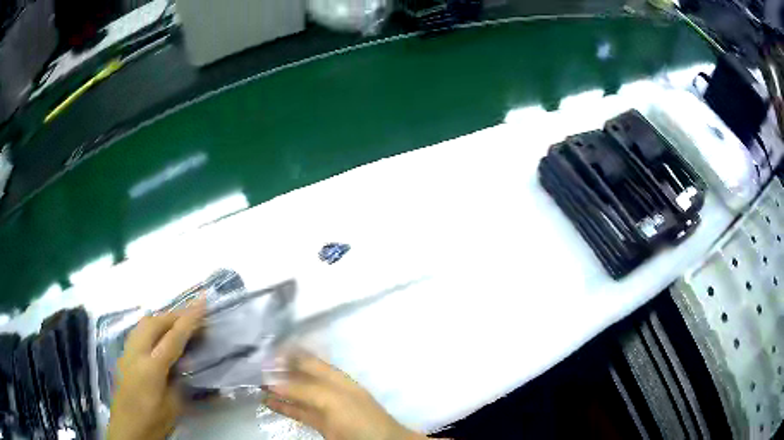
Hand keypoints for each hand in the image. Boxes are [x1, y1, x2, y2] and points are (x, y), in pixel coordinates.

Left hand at [107, 299, 205, 439]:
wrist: (127, 429)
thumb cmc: (153, 421)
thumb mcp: (173, 406)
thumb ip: (179, 380)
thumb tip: (186, 362)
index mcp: (151, 368)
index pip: (173, 337)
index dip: (189, 319)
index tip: (202, 302)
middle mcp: (136, 353)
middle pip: (154, 323)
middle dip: (174, 315)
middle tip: (193, 316)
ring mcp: (127, 352)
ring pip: (143, 324)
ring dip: (161, 319)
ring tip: (177, 324)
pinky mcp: (123, 356)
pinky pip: (138, 332)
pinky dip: (151, 328)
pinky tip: (158, 337)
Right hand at [265, 351, 427, 439]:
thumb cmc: (359, 417)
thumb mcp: (333, 400)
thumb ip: (303, 390)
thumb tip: (272, 381)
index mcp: (334, 377)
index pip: (307, 360)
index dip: (288, 353)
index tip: (264, 349)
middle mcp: (327, 389)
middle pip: (299, 376)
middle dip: (278, 371)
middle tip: (253, 367)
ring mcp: (323, 407)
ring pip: (296, 394)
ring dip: (277, 389)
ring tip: (255, 383)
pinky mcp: (320, 423)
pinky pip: (298, 412)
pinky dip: (283, 407)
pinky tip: (267, 402)